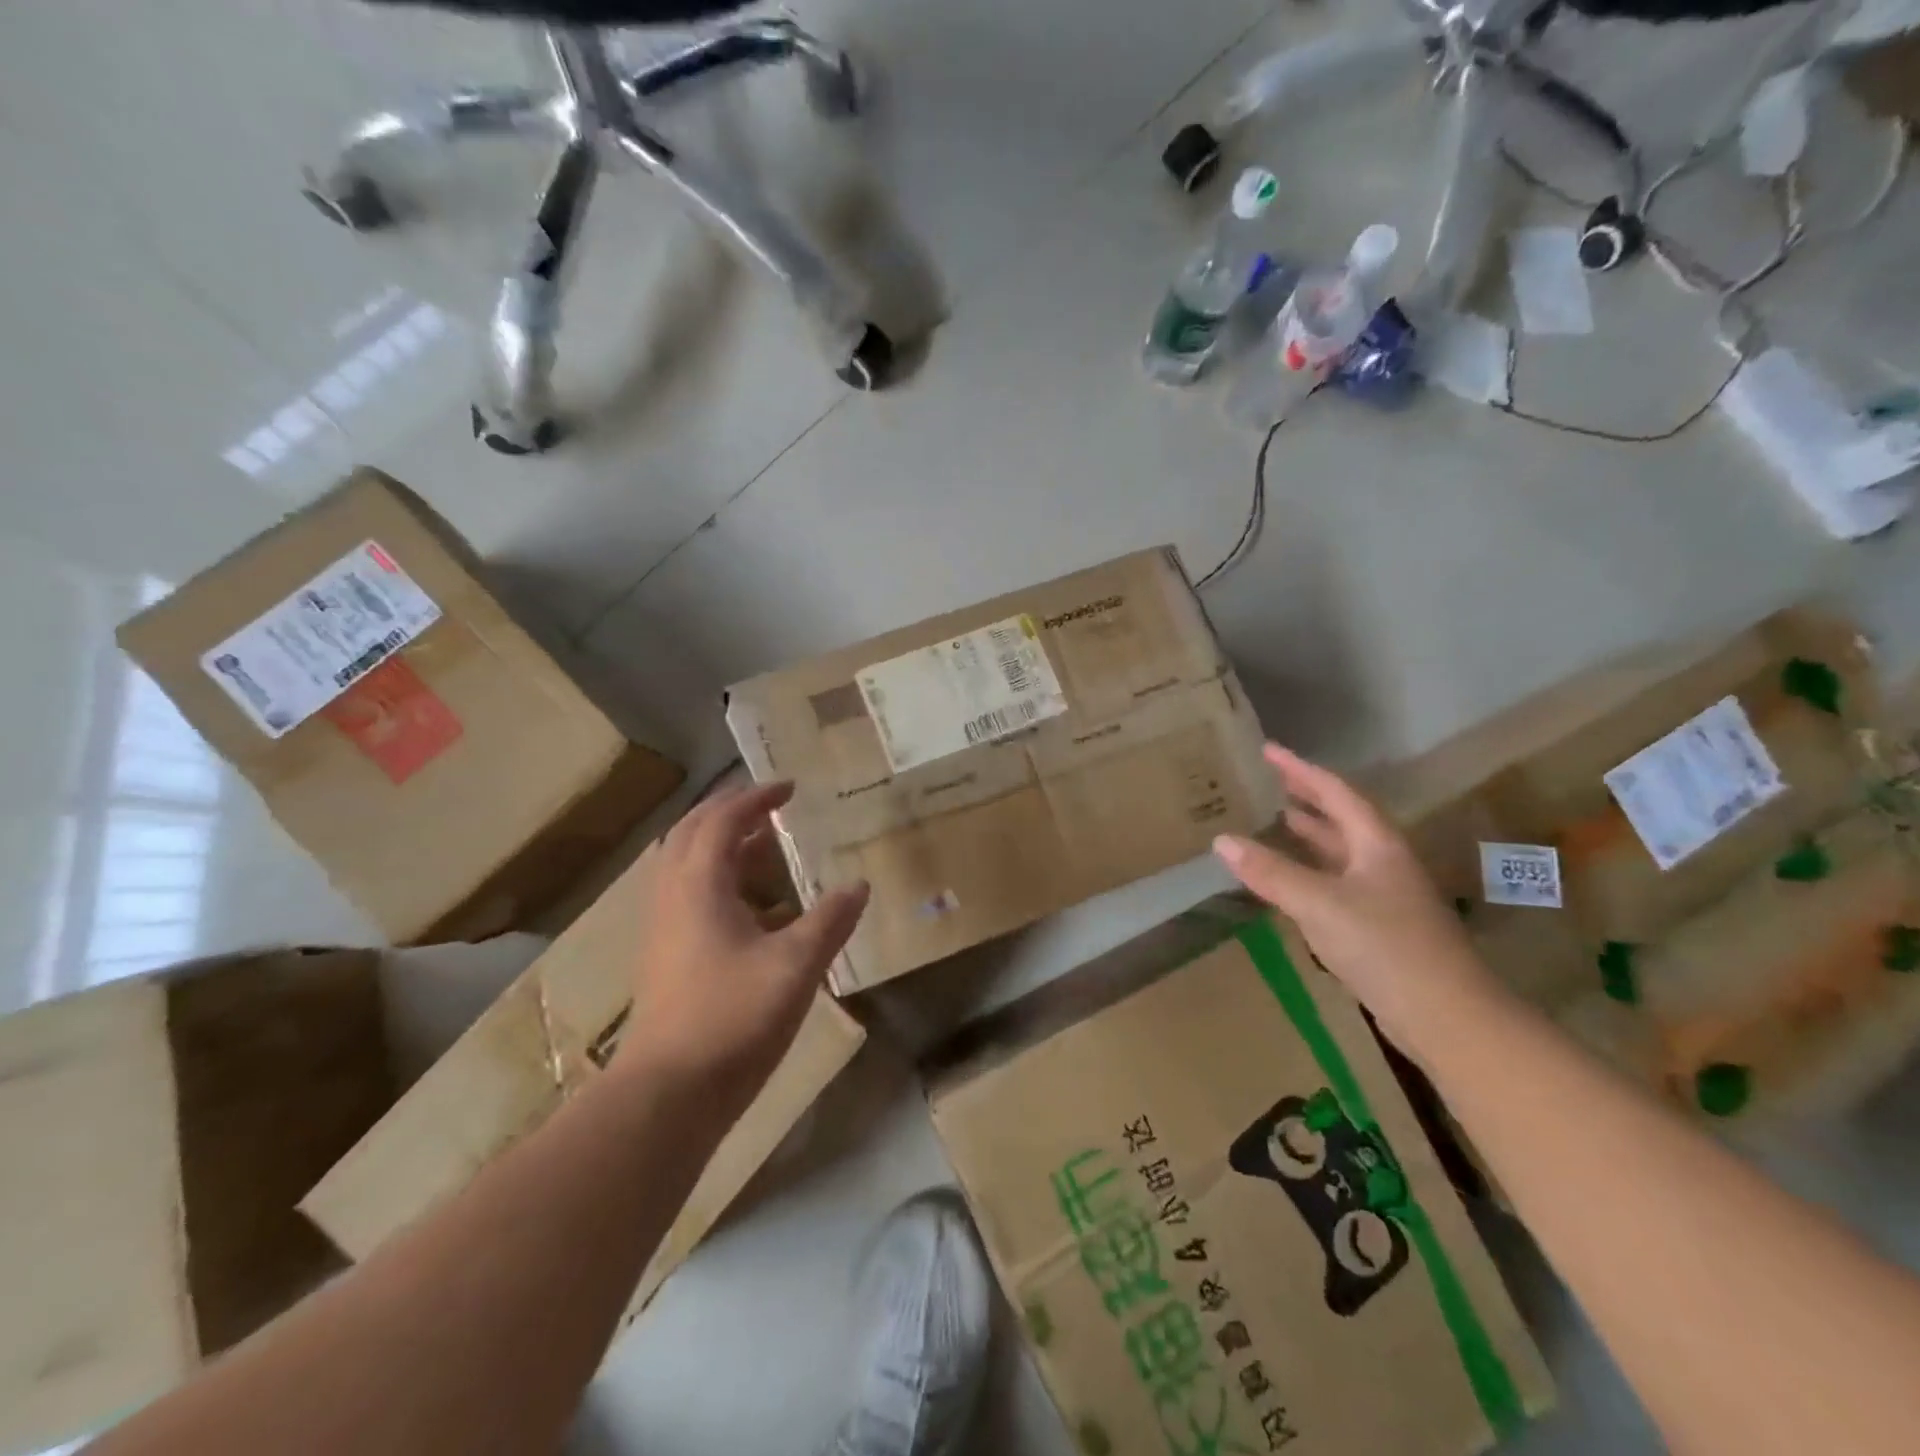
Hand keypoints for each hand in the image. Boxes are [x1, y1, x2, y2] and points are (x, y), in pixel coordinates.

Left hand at [618, 782, 868, 1113]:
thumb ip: (830, 920)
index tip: (790, 787)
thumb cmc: (732, 1018)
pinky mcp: (664, 956)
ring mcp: (663, 928)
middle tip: (769, 805)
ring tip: (763, 845)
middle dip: (730, 810)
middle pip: (693, 832)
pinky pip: (688, 894)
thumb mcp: (796, 965)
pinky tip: (753, 907)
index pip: (723, 820)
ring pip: (686, 864)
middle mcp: (673, 896)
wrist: (668, 1093)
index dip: (756, 797)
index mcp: (699, 885)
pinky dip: (718, 879)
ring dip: (721, 844)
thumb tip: (858, 885)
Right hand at [1212, 744, 1502, 1050]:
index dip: (1301, 770)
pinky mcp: (1380, 928)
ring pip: (1341, 853)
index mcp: (1377, 845)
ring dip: (1311, 836)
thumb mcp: (1320, 903)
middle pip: (1342, 819)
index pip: (1335, 792)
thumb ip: (1271, 872)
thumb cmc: (1385, 946)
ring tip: (1278, 821)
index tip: (1268, 750)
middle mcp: (1383, 863)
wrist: (1447, 1017)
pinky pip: (1337, 884)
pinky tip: (1291, 883)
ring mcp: (1385, 896)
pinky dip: (1311, 873)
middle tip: (1271, 782)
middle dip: (1307, 798)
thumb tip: (1222, 840)